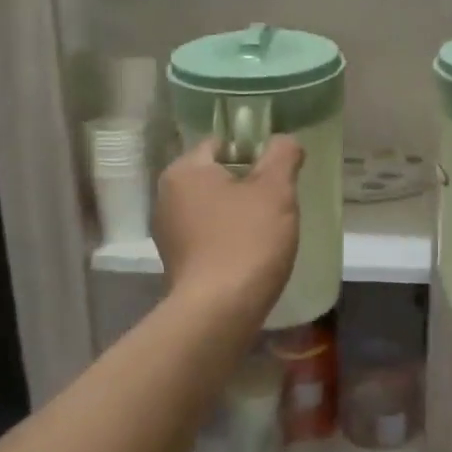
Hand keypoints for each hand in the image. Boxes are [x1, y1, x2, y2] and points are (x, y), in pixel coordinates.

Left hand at [153, 136, 303, 319]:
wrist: (220, 310)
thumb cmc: (248, 240)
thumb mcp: (275, 190)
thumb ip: (282, 155)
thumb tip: (284, 141)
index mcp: (184, 170)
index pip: (222, 144)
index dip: (255, 153)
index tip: (278, 176)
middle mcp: (166, 196)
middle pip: (217, 176)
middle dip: (248, 186)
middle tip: (278, 205)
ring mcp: (168, 232)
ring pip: (214, 208)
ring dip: (239, 214)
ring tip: (267, 233)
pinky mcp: (176, 261)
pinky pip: (208, 236)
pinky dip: (228, 239)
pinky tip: (250, 255)